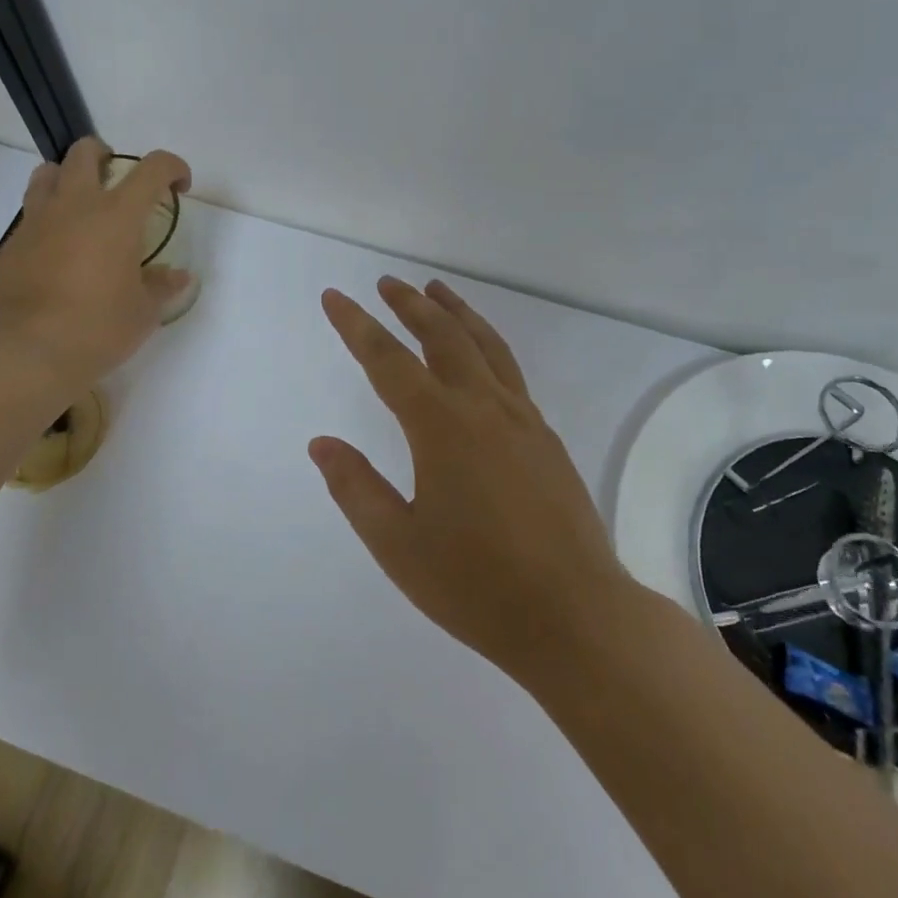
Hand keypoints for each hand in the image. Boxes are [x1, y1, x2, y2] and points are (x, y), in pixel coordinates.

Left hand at [0, 138, 192, 389]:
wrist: (26, 353)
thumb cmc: (97, 328)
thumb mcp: (143, 312)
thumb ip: (162, 286)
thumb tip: (178, 276)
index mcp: (117, 215)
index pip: (152, 168)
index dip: (173, 167)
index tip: (179, 186)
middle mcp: (75, 205)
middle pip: (86, 152)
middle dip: (106, 155)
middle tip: (118, 180)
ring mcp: (37, 221)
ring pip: (47, 173)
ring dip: (67, 177)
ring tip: (81, 205)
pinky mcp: (11, 244)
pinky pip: (31, 213)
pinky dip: (48, 217)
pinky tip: (58, 250)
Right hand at [310, 277, 632, 684]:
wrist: (575, 615)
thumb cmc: (476, 585)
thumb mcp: (397, 544)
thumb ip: (356, 488)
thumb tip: (321, 443)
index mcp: (441, 427)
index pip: (388, 360)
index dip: (356, 325)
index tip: (334, 296)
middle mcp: (483, 407)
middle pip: (442, 336)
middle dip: (410, 304)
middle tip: (387, 283)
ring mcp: (522, 419)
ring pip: (485, 345)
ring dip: (456, 312)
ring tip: (437, 290)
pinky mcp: (546, 437)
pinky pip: (509, 370)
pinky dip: (486, 343)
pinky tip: (480, 355)